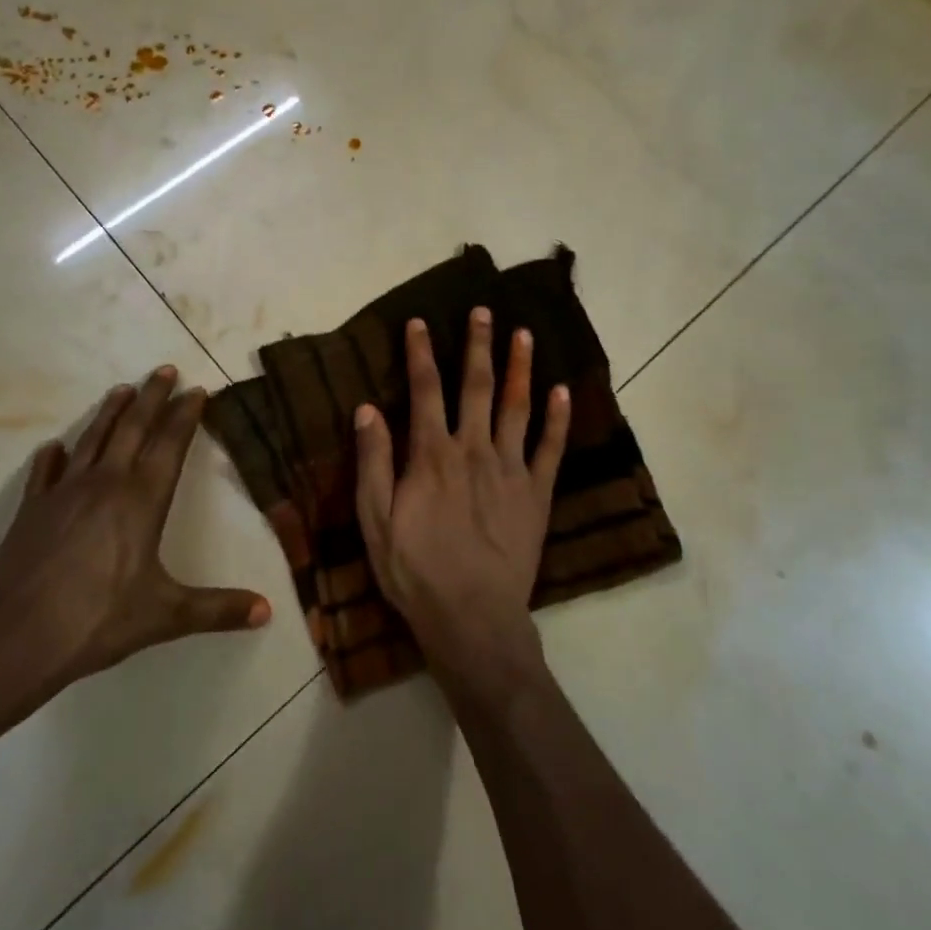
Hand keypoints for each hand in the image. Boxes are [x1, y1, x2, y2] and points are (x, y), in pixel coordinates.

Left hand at [0, 367, 270, 728]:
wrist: (14, 638)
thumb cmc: (97, 621)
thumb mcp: (166, 616)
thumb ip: (217, 610)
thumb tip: (268, 611)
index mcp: (141, 500)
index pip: (170, 444)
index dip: (185, 415)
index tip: (197, 390)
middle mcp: (105, 484)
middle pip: (133, 428)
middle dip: (152, 397)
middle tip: (165, 369)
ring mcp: (64, 493)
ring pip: (93, 440)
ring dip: (110, 412)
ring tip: (122, 389)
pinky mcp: (32, 510)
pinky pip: (45, 472)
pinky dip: (53, 456)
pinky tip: (54, 447)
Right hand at [354, 310, 570, 688]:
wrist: (472, 618)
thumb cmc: (415, 571)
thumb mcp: (375, 520)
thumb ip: (373, 461)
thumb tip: (368, 408)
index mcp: (432, 455)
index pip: (425, 390)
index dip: (421, 353)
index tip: (420, 321)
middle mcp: (474, 450)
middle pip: (476, 386)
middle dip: (478, 346)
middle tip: (483, 311)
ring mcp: (511, 470)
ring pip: (517, 407)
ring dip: (520, 368)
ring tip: (524, 334)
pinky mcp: (537, 494)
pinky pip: (550, 448)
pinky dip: (558, 418)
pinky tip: (562, 391)